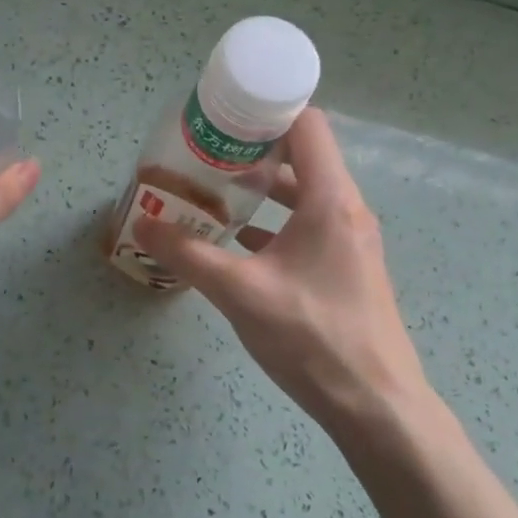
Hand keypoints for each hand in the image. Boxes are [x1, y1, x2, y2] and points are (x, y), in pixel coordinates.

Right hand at [135, 108, 441, 450]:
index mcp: (330, 200)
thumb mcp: (240, 293)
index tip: (223, 115)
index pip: (307, 125)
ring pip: (303, 195)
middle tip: (204, 153)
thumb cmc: (312, 337)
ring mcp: (350, 241)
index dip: (267, 110)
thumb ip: (188, 255)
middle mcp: (346, 209)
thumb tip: (142, 224)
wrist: (376, 406)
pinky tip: (237, 242)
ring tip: (213, 191)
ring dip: (261, 190)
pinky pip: (306, 227)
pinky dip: (273, 224)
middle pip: (302, 157)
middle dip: (253, 151)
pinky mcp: (346, 269)